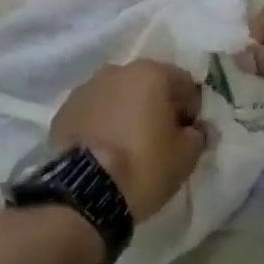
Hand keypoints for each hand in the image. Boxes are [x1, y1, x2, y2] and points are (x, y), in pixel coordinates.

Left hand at [50, 60, 206, 220]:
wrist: (84, 192)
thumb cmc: (143, 166)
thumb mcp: (185, 157)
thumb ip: (198, 135)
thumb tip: (197, 129)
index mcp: (150, 73)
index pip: (184, 83)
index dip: (191, 108)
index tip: (189, 134)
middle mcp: (117, 70)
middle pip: (148, 84)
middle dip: (157, 106)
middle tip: (160, 139)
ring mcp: (87, 87)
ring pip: (118, 95)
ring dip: (127, 112)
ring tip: (128, 145)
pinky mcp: (65, 109)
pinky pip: (94, 110)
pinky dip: (102, 122)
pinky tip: (104, 149)